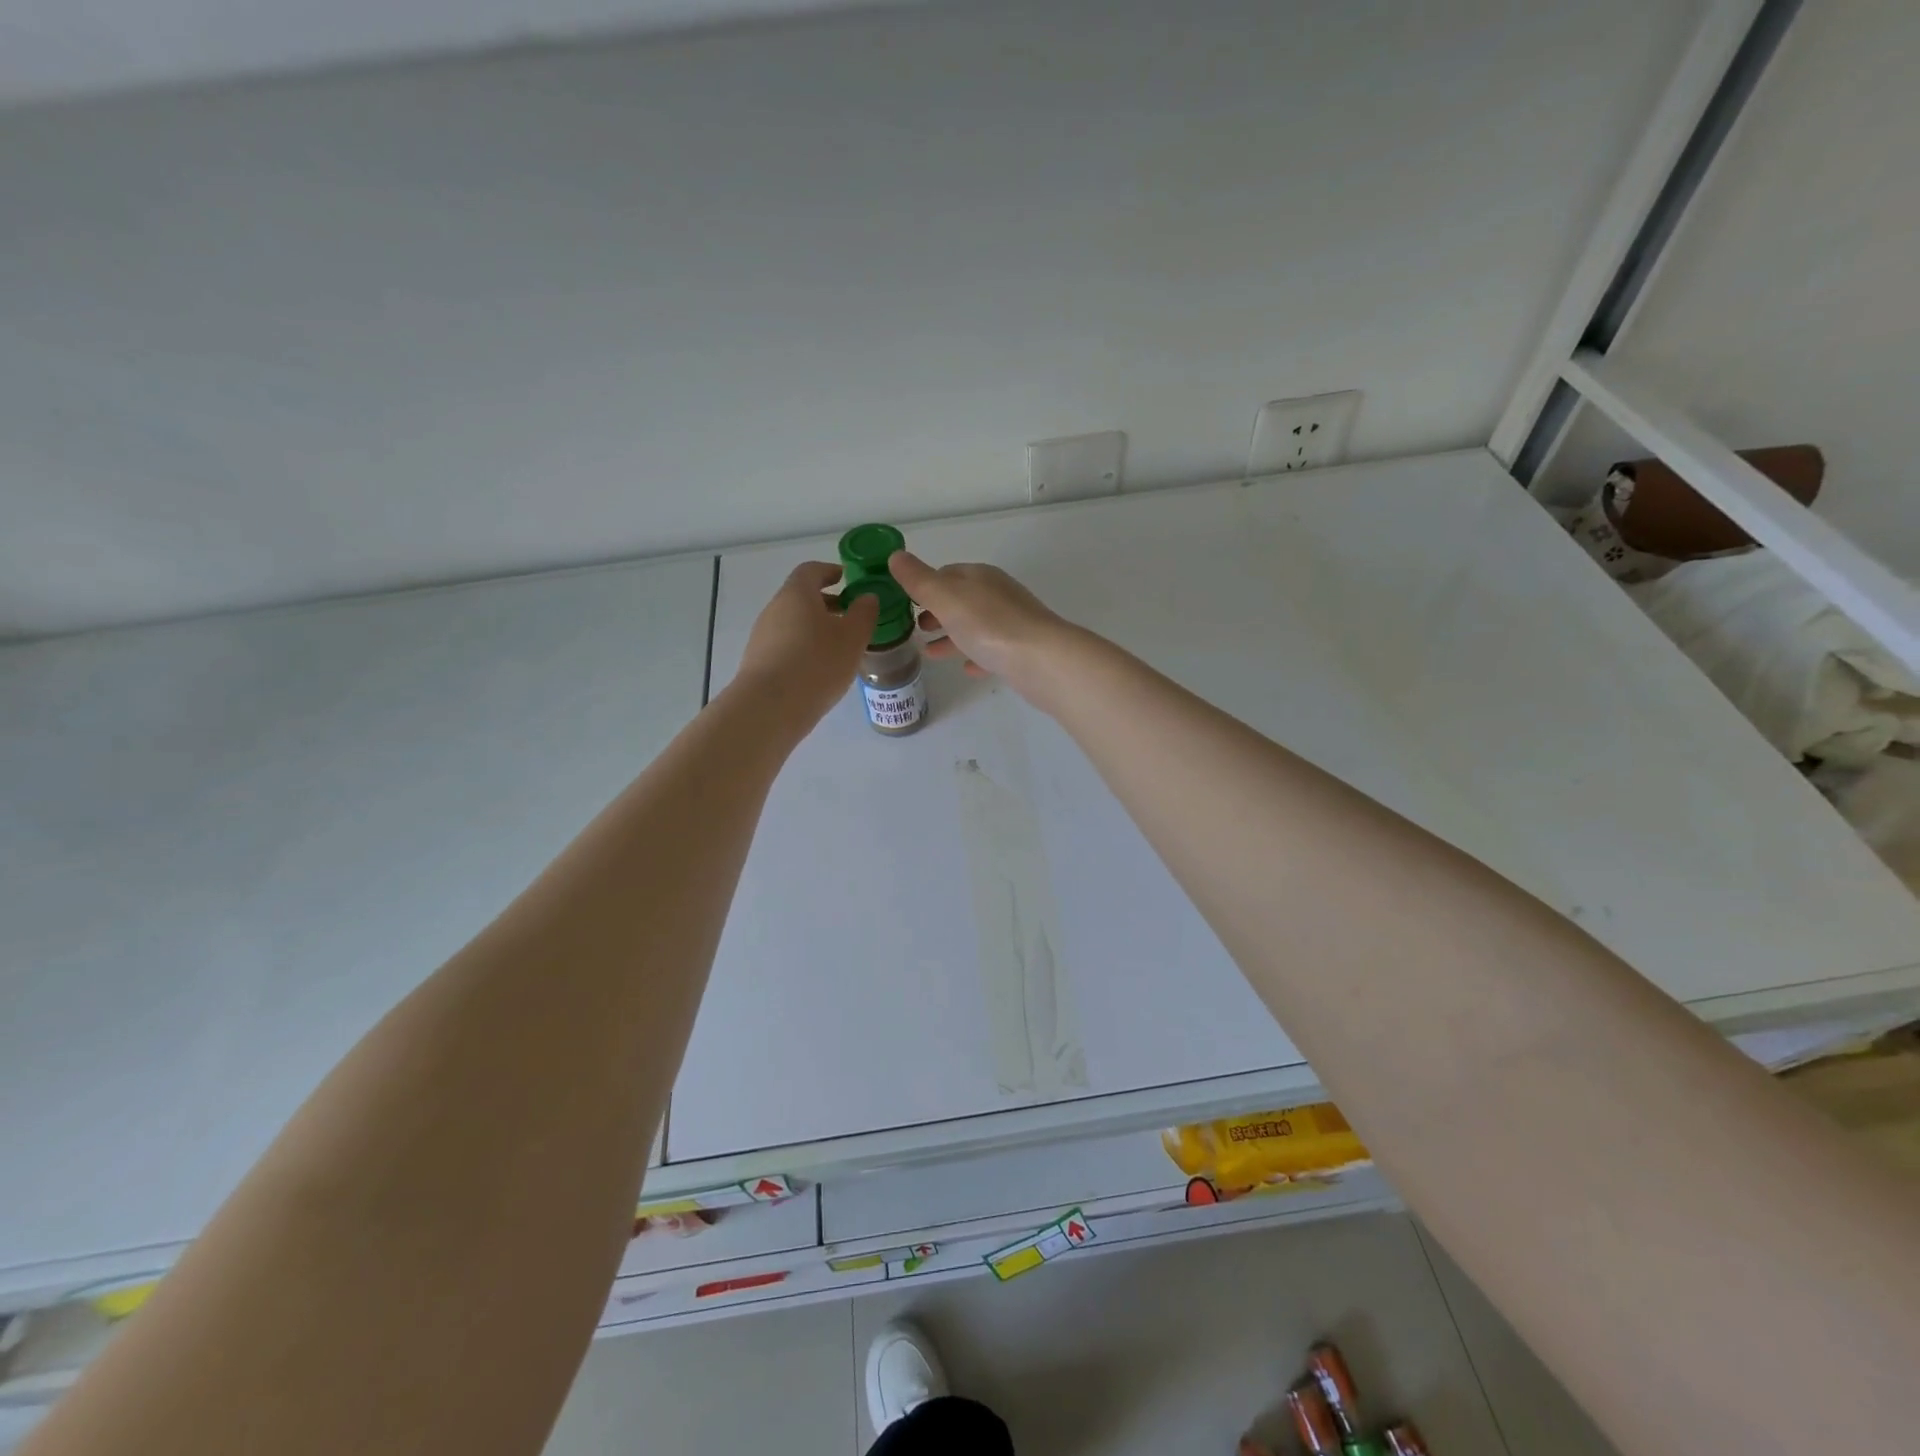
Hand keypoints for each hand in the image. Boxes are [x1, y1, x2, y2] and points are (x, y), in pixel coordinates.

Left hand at [732, 562, 877, 727]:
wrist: (770, 707)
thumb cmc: (817, 663)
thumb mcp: (852, 637)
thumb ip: (864, 614)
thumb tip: (867, 598)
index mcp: (797, 593)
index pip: (811, 570)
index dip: (830, 571)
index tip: (847, 579)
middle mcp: (775, 608)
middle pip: (801, 597)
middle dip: (826, 603)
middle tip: (850, 616)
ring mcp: (763, 636)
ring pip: (794, 623)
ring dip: (816, 628)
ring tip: (840, 648)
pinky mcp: (759, 661)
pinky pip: (786, 645)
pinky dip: (804, 648)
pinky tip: (820, 670)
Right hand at [887, 550, 1068, 688]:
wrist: (1042, 660)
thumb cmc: (989, 625)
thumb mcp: (946, 598)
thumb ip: (919, 580)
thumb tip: (896, 555)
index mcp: (980, 577)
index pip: (947, 573)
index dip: (924, 586)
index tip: (904, 603)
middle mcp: (998, 595)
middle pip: (961, 600)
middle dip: (937, 612)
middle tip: (914, 629)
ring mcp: (1012, 623)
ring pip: (975, 627)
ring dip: (952, 636)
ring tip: (929, 653)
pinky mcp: (1021, 651)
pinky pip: (993, 651)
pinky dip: (976, 656)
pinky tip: (966, 668)